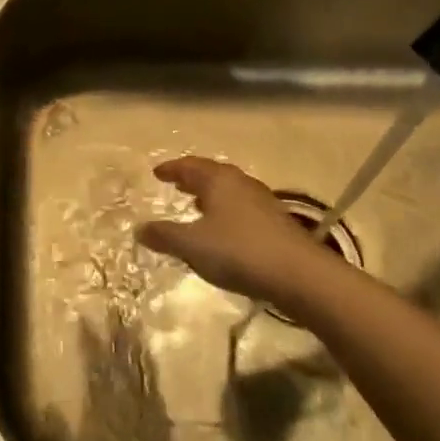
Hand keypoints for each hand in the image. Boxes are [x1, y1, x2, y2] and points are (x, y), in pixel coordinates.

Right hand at [137, 157, 338, 306]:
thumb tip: (139, 228)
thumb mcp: (192, 245)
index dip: (172, 169)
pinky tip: (225, 231)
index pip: (189, 165)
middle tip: (177, 184)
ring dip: (211, 196)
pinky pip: (242, 208)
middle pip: (212, 175)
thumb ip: (164, 236)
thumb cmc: (239, 252)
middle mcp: (241, 183)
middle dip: (192, 179)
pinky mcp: (277, 223)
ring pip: (229, 191)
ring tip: (197, 206)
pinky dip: (226, 212)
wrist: (300, 275)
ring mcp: (262, 202)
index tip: (157, 172)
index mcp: (218, 180)